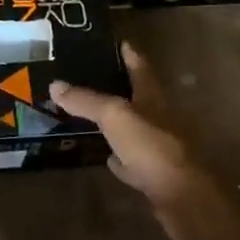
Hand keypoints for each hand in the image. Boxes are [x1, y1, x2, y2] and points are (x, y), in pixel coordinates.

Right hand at [50, 43, 226, 239]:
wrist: (184, 198)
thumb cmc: (152, 147)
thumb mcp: (115, 116)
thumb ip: (86, 100)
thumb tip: (55, 84)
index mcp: (153, 97)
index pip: (140, 67)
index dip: (128, 53)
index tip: (116, 41)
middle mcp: (158, 118)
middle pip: (136, 97)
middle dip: (116, 87)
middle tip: (87, 78)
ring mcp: (158, 147)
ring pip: (132, 128)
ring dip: (115, 122)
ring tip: (87, 115)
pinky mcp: (154, 174)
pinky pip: (131, 159)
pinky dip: (118, 157)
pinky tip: (105, 157)